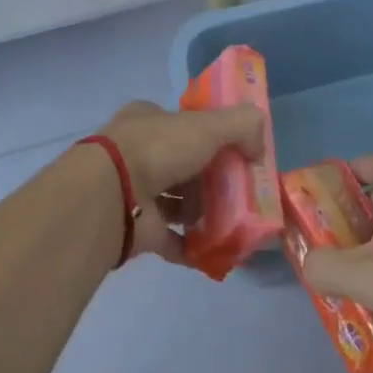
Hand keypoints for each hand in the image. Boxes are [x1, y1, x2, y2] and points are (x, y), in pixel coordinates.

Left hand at [97, 100, 265, 266]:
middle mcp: (138, 151)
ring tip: (232, 223)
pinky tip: (216, 252)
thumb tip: (260, 146)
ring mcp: (134, 191)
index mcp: (149, 120)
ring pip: (175, 202)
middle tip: (240, 193)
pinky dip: (192, 245)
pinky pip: (170, 238)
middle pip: (182, 164)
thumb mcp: (208, 125)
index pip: (184, 124)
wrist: (112, 194)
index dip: (210, 136)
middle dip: (209, 179)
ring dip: (201, 213)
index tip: (237, 154)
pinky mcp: (136, 228)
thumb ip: (241, 126)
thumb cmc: (158, 149)